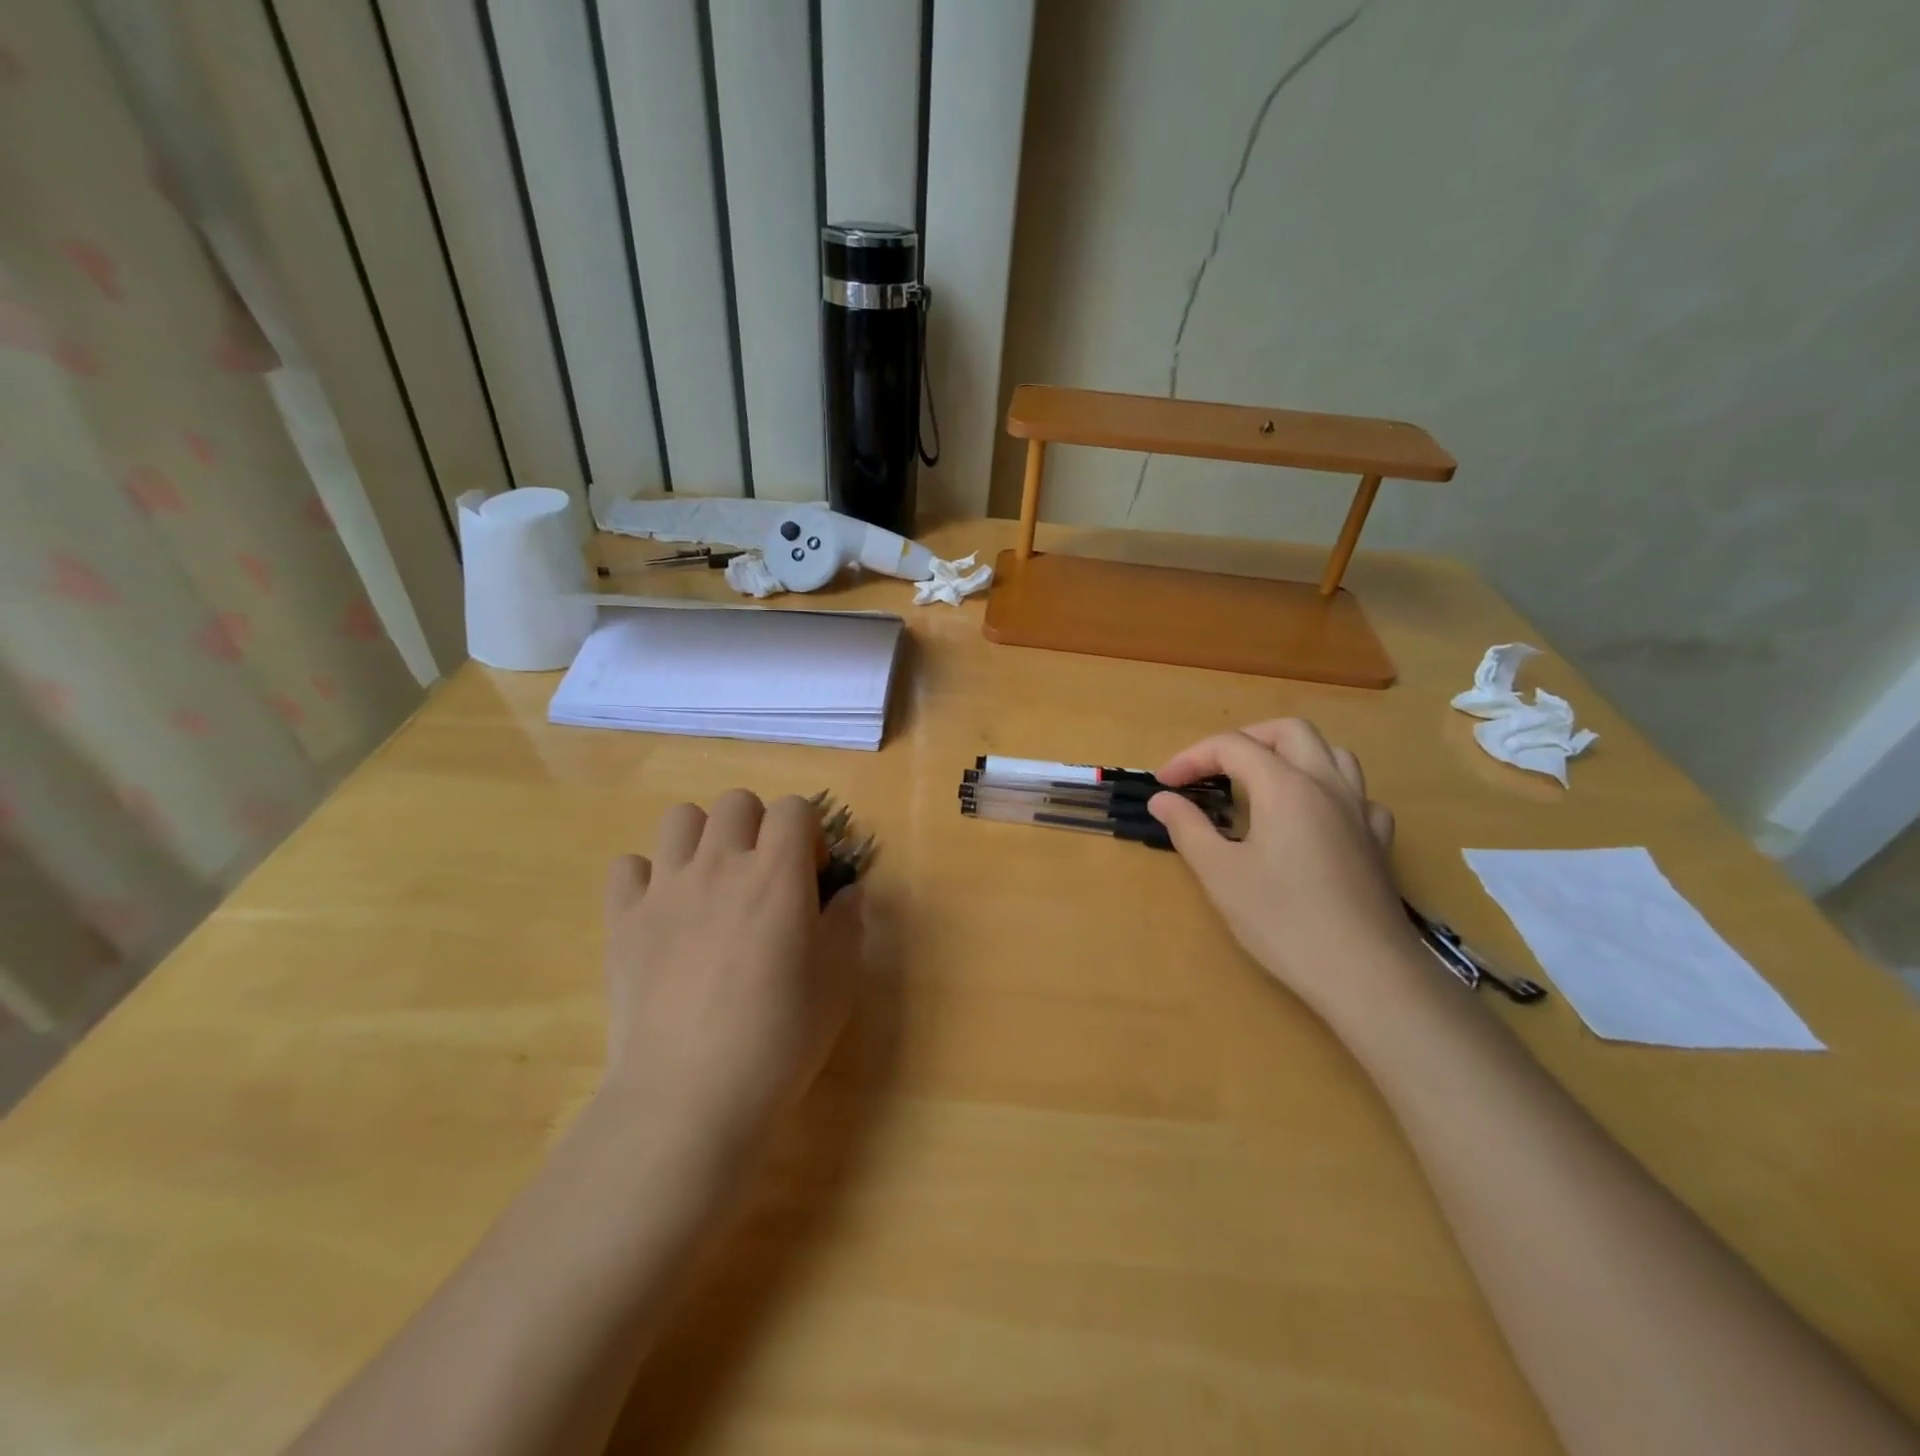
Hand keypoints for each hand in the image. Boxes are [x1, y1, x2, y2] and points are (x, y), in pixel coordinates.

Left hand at [599, 790, 863, 1163]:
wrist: (691, 1094)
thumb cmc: (780, 1037)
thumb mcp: (838, 981)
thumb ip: (848, 923)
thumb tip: (848, 892)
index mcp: (777, 874)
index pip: (793, 808)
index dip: (809, 833)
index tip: (811, 875)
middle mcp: (720, 864)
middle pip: (737, 802)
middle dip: (759, 826)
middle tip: (764, 876)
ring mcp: (665, 888)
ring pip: (680, 818)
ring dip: (703, 838)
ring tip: (713, 882)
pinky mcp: (622, 919)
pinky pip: (628, 866)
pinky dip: (647, 878)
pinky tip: (663, 913)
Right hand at [1148, 719, 1418, 1020]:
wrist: (1365, 973)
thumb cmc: (1283, 920)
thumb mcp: (1220, 874)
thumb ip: (1188, 827)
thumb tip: (1162, 798)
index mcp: (1286, 787)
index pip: (1232, 746)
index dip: (1192, 758)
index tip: (1164, 784)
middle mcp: (1327, 785)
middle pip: (1288, 731)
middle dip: (1244, 740)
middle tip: (1213, 770)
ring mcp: (1360, 811)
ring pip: (1331, 753)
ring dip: (1291, 755)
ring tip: (1262, 782)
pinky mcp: (1378, 841)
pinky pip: (1356, 794)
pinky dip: (1328, 791)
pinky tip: (1313, 818)